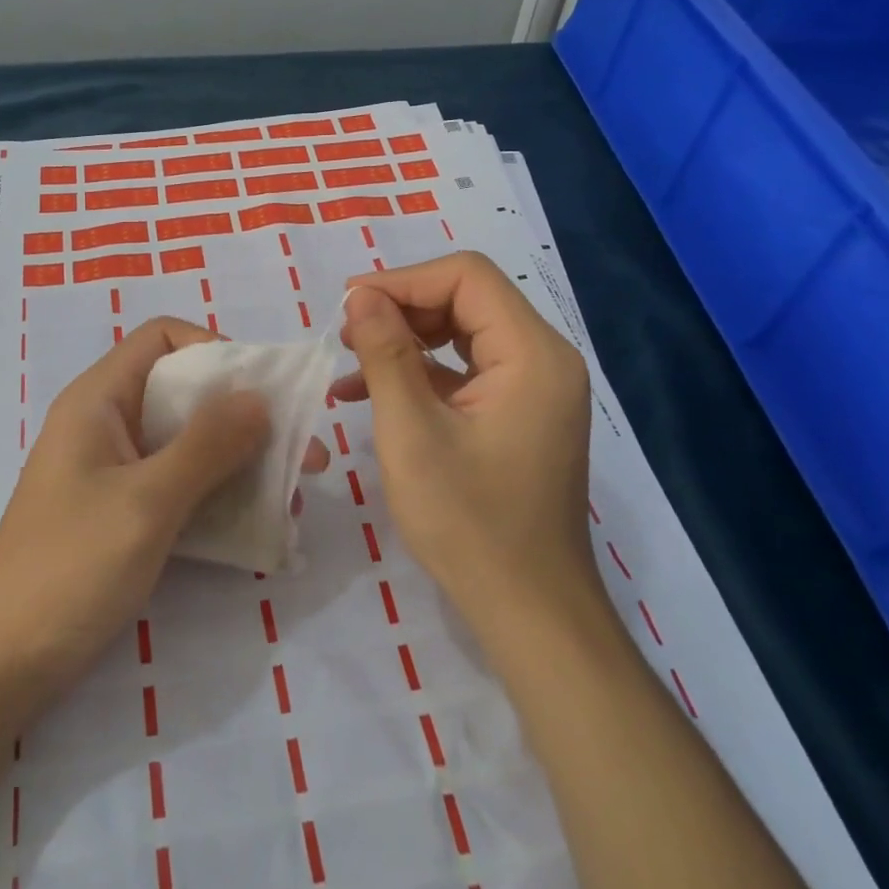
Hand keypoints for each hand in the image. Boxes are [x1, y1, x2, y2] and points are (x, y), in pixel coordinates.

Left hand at [0, 319, 325, 717]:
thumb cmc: (69, 567)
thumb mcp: (146, 502)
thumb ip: (207, 445)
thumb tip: (260, 396)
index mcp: (100, 399)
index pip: (162, 339)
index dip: (215, 349)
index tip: (264, 389)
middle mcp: (108, 424)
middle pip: (184, 392)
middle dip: (245, 415)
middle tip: (305, 450)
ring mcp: (114, 472)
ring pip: (188, 444)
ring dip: (240, 461)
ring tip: (295, 494)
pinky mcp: (122, 514)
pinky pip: (180, 486)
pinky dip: (219, 496)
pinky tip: (262, 526)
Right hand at [334, 252, 596, 635]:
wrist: (529, 611)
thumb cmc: (469, 522)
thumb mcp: (412, 432)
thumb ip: (386, 353)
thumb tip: (360, 295)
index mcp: (532, 354)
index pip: (466, 277)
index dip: (403, 280)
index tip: (349, 305)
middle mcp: (543, 359)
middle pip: (466, 299)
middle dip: (401, 308)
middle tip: (346, 333)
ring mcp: (533, 388)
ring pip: (462, 332)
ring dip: (405, 339)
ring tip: (351, 360)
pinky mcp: (518, 414)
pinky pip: (466, 370)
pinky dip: (421, 372)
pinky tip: (370, 393)